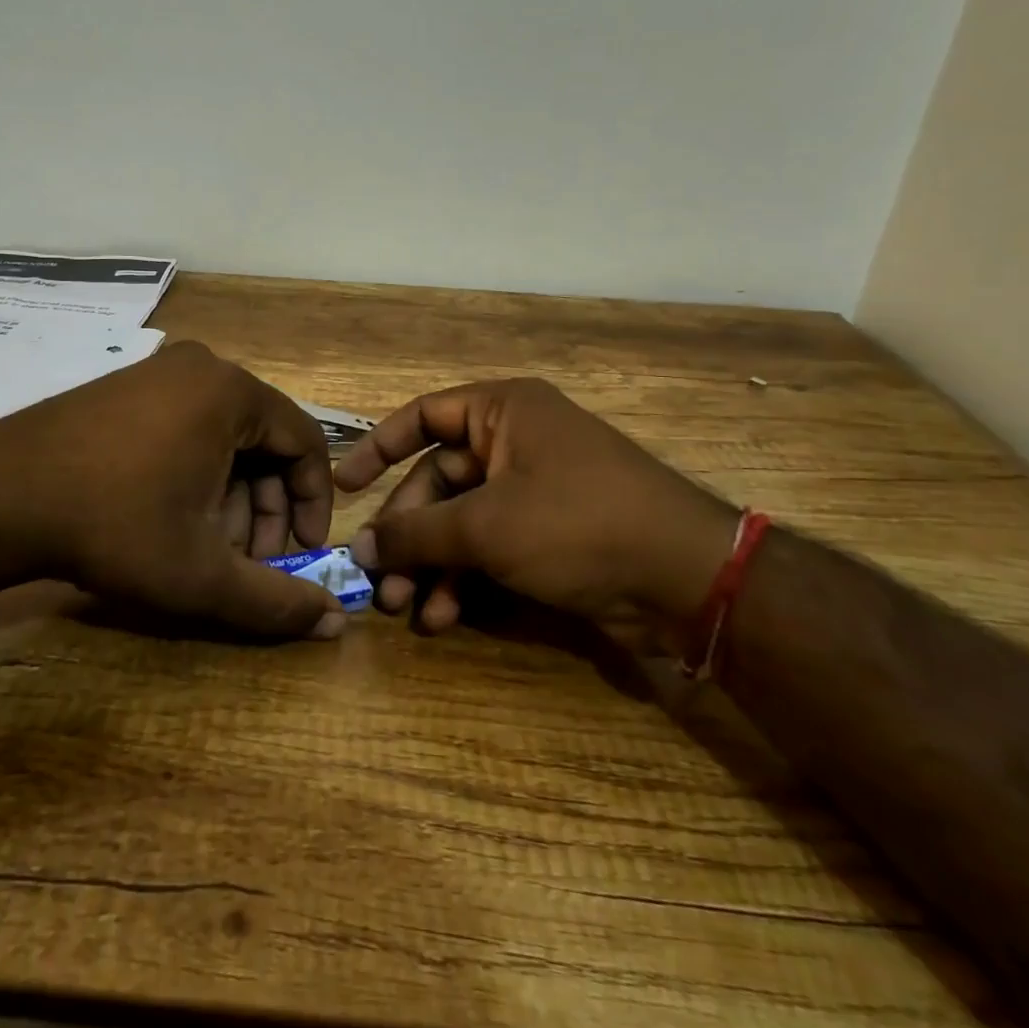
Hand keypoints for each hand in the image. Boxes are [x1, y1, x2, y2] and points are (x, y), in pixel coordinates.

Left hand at [0, 341, 344, 639]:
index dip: (313, 501)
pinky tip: (172, 517)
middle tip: (251, 558)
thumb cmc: (115, 525)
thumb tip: (336, 625)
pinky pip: (187, 425)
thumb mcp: (202, 573)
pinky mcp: (126, 387)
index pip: (306, 441)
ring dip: (231, 494)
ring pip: (224, 436)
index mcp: (232, 392)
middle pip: (264, 439)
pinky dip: (197, 472)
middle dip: (265, 506)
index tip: (302, 551)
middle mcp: (202, 368)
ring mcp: (159, 372)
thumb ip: (274, 601)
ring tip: (208, 546)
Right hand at [334, 378, 737, 639]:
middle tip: (377, 579)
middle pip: (439, 480)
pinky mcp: (547, 533)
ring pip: (462, 520)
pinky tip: (444, 616)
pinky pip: (490, 546)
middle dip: (408, 533)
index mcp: (503, 411)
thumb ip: (417, 533)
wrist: (684, 577)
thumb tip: (361, 548)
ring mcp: (532, 489)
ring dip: (431, 564)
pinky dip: (465, 578)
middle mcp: (515, 441)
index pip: (422, 417)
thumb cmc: (576, 523)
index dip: (378, 449)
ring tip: (404, 609)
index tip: (344, 487)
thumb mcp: (487, 526)